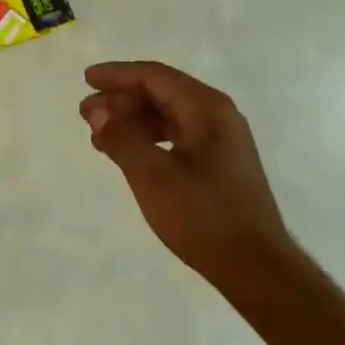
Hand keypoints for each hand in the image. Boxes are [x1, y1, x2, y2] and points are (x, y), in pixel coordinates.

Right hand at [81, 62, 295, 292]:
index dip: (118, 75)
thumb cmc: (203, 216)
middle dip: (122, 100)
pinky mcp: (222, 165)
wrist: (257, 269)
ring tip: (100, 138)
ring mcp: (223, 141)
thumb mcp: (153, 176)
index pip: (155, 76)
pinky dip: (150, 140)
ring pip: (170, 116)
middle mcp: (218, 116)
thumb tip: (98, 112)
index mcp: (207, 108)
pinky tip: (131, 155)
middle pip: (162, 93)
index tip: (87, 80)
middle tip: (86, 115)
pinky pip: (179, 137)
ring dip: (133, 122)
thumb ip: (122, 138)